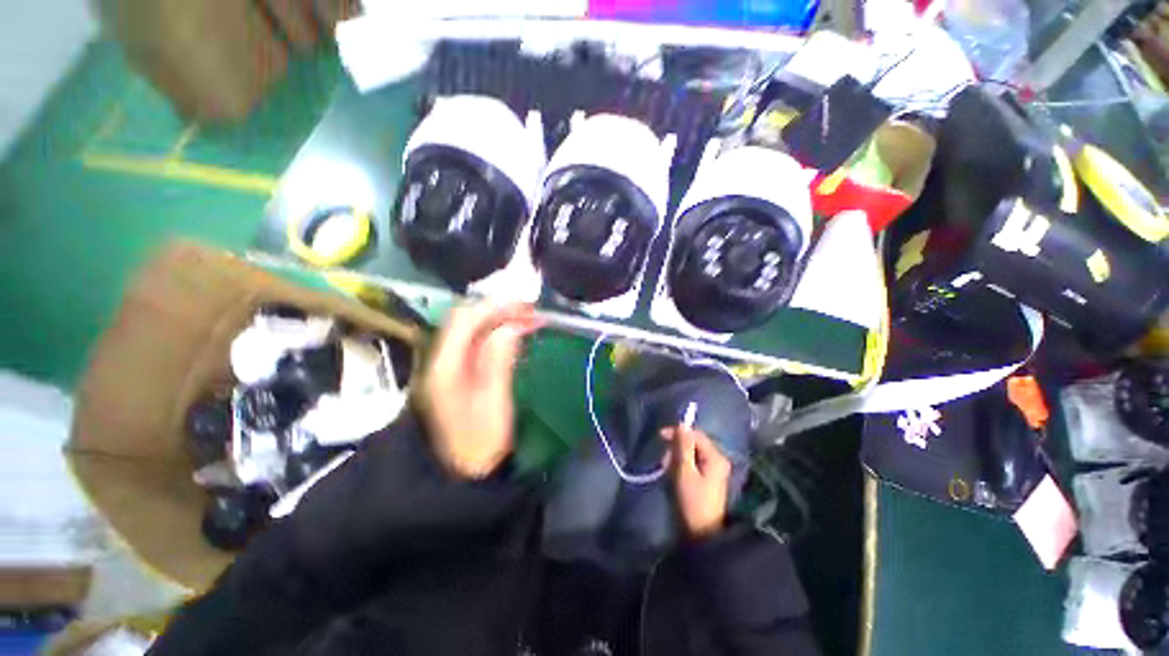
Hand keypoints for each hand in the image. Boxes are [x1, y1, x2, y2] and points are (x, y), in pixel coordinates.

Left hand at [416, 301, 542, 478]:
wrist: (458, 472)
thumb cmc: (479, 441)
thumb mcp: (493, 402)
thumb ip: (499, 361)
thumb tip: (511, 326)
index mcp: (446, 365)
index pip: (467, 319)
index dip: (497, 306)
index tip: (528, 306)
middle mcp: (441, 358)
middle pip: (466, 318)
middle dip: (499, 308)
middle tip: (532, 310)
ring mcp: (447, 363)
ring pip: (471, 327)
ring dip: (499, 317)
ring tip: (527, 318)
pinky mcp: (456, 370)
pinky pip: (476, 340)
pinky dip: (496, 331)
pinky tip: (514, 333)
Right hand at [661, 425, 731, 538]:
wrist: (702, 533)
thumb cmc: (693, 501)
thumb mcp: (685, 472)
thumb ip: (683, 447)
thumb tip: (681, 424)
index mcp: (715, 457)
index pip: (696, 435)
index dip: (678, 433)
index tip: (661, 436)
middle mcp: (717, 459)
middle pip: (694, 443)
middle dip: (677, 448)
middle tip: (664, 460)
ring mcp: (713, 469)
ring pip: (691, 453)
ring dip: (677, 457)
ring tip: (667, 469)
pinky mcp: (707, 478)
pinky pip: (692, 463)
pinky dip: (681, 465)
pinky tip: (673, 474)